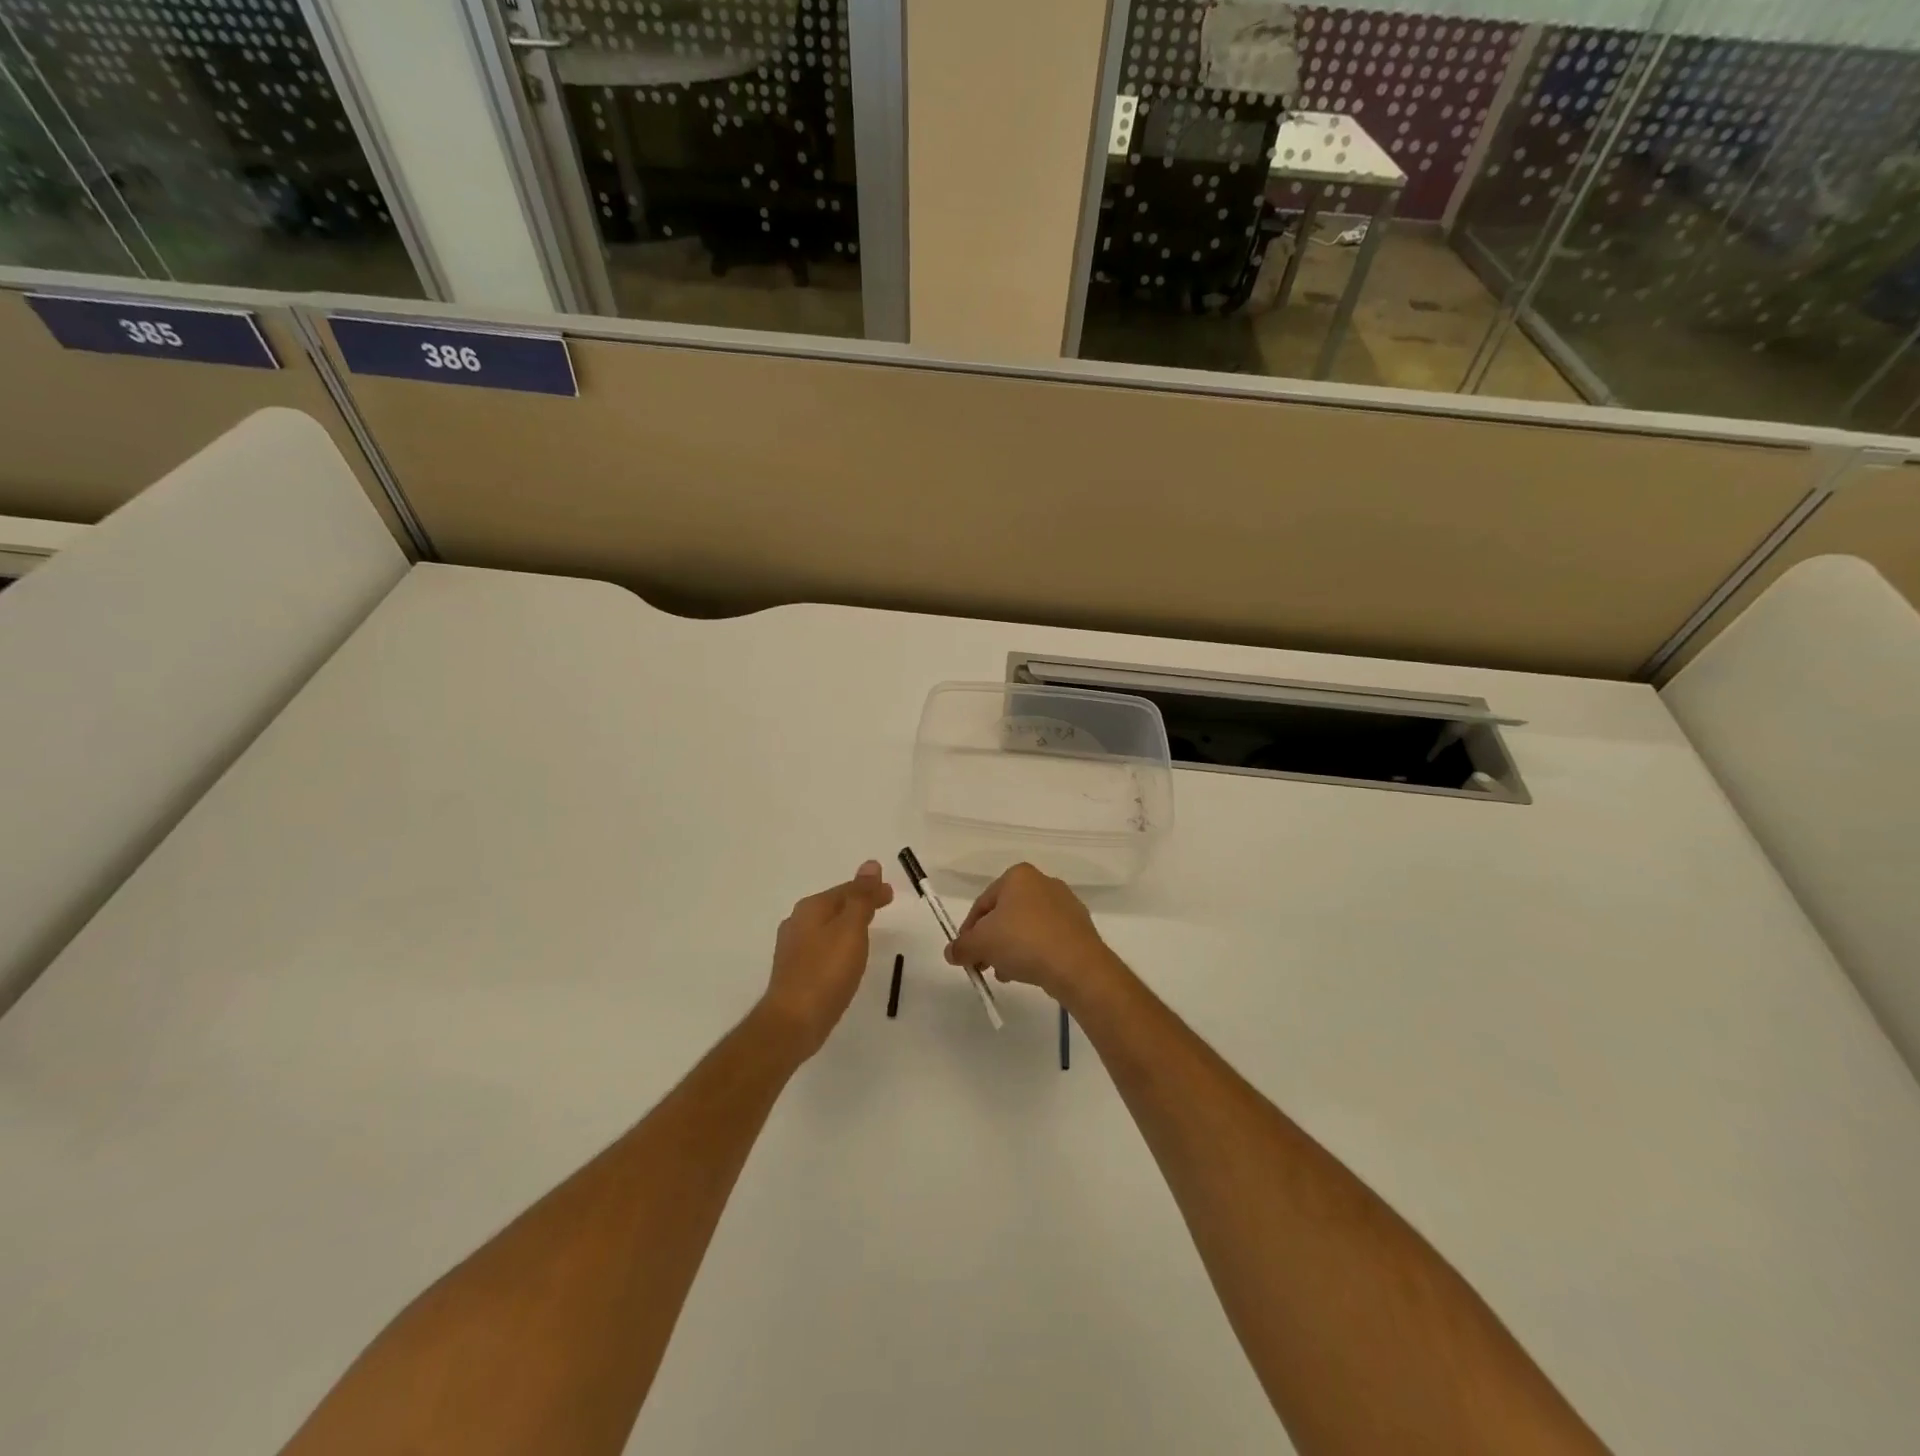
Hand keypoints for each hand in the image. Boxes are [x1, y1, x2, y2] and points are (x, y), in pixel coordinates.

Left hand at [760, 861, 894, 1059]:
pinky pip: (823, 946)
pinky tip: (846, 956)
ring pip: (828, 926)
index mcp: (811, 908)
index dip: (870, 889)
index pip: (846, 889)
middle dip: (859, 903)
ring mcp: (793, 948)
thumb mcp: (851, 929)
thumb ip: (862, 897)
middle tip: (884, 905)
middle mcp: (798, 922)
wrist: (793, 1022)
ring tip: (869, 928)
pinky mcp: (796, 971)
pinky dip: (839, 942)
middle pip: (835, 905)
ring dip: (849, 923)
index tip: (891, 893)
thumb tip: (870, 864)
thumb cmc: (826, 972)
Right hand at [944, 863, 1121, 1004]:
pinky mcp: (1079, 927)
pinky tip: (1028, 973)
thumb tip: (951, 952)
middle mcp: (1043, 882)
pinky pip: (1047, 938)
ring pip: (1026, 927)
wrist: (1077, 965)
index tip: (964, 955)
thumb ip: (961, 946)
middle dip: (991, 941)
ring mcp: (1065, 904)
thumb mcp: (981, 944)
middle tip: (984, 965)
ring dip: (1011, 949)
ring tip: (1005, 973)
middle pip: (1005, 914)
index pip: (982, 903)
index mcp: (1018, 876)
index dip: (968, 931)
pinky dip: (1034, 952)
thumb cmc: (1023, 942)